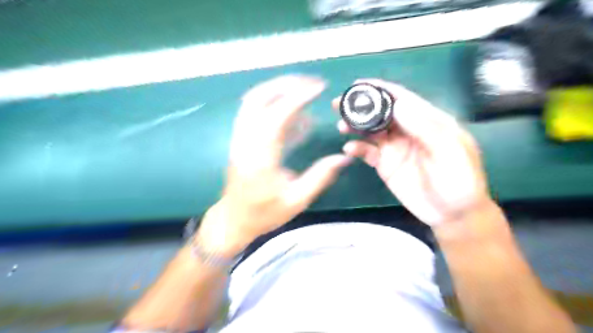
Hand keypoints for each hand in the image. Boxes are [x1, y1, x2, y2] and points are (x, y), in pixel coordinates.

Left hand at [199, 77, 350, 255]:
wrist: (233, 220)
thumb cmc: (264, 213)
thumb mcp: (296, 200)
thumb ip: (320, 177)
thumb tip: (344, 158)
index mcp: (260, 156)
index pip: (277, 115)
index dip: (298, 97)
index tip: (319, 88)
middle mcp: (245, 141)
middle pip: (257, 98)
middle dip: (285, 84)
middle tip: (310, 83)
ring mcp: (239, 138)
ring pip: (252, 101)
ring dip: (277, 90)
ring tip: (303, 91)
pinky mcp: (239, 140)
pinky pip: (253, 113)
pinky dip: (272, 105)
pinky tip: (293, 114)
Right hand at [333, 79, 491, 226]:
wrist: (453, 215)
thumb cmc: (459, 181)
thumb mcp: (450, 151)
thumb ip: (426, 127)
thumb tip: (398, 105)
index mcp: (427, 121)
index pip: (402, 99)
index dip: (381, 89)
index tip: (358, 84)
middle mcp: (408, 131)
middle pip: (381, 113)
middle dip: (361, 106)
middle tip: (339, 104)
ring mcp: (394, 148)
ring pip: (370, 131)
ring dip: (355, 126)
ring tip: (341, 126)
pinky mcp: (385, 165)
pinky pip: (367, 152)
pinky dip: (357, 148)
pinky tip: (349, 149)